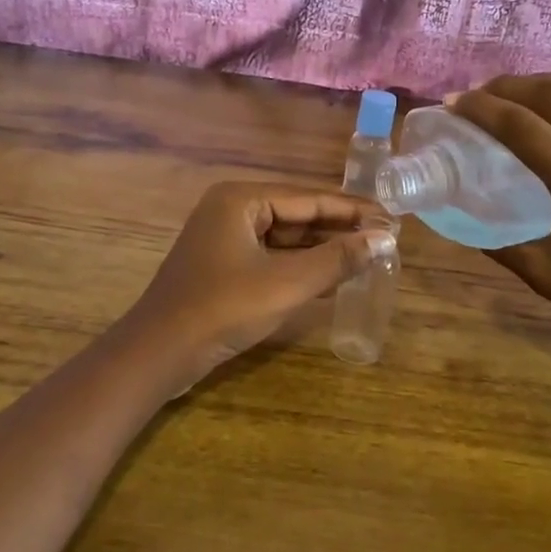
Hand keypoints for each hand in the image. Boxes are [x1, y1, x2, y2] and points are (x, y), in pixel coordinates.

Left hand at [126, 182, 394, 381]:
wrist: (159, 354)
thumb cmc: (223, 309)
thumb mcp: (286, 283)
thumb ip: (336, 259)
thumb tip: (383, 239)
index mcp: (241, 199)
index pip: (309, 198)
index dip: (353, 210)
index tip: (392, 218)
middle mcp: (232, 210)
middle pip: (297, 215)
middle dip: (340, 229)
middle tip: (385, 239)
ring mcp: (225, 240)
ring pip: (285, 239)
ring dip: (323, 250)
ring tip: (368, 256)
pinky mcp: (224, 268)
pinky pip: (271, 258)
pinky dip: (301, 267)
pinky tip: (333, 277)